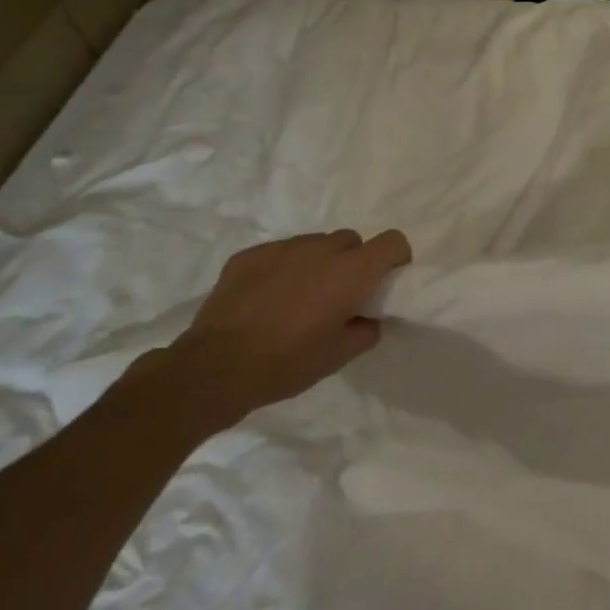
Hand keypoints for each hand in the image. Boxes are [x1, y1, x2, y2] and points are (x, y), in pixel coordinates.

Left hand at [129, 228, 411, 430]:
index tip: (385, 281)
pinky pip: (280, 253)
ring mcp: (282, 248)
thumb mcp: (339, 356)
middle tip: (338, 295)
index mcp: (350, 272)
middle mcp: (320, 249)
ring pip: (314, 244)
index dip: (395, 258)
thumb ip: (365, 330)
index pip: (392, 241)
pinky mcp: (249, 254)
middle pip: (351, 240)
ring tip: (299, 297)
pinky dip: (284, 268)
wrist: (214, 368)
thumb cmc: (287, 363)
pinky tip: (267, 299)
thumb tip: (367, 318)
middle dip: (352, 262)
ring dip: (317, 263)